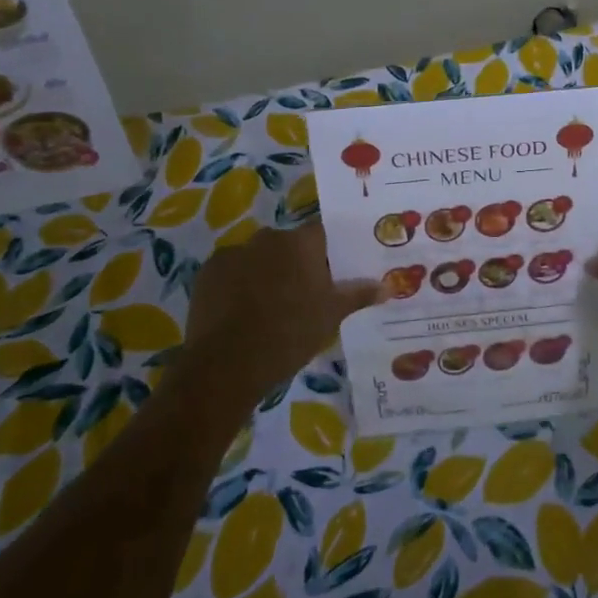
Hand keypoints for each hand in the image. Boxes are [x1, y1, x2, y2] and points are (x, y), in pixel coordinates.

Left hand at [182, 223, 380, 407]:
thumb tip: (388, 286)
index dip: (330, 249)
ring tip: (272, 306)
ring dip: (267, 272)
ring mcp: (234, 252)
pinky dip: (239, 284)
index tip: (335, 269)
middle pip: (290, 244)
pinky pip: (232, 271)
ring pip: (259, 257)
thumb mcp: (331, 316)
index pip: (324, 232)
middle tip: (307, 293)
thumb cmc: (289, 334)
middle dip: (298, 262)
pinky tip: (243, 312)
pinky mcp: (208, 272)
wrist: (226, 365)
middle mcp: (268, 238)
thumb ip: (359, 295)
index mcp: (301, 243)